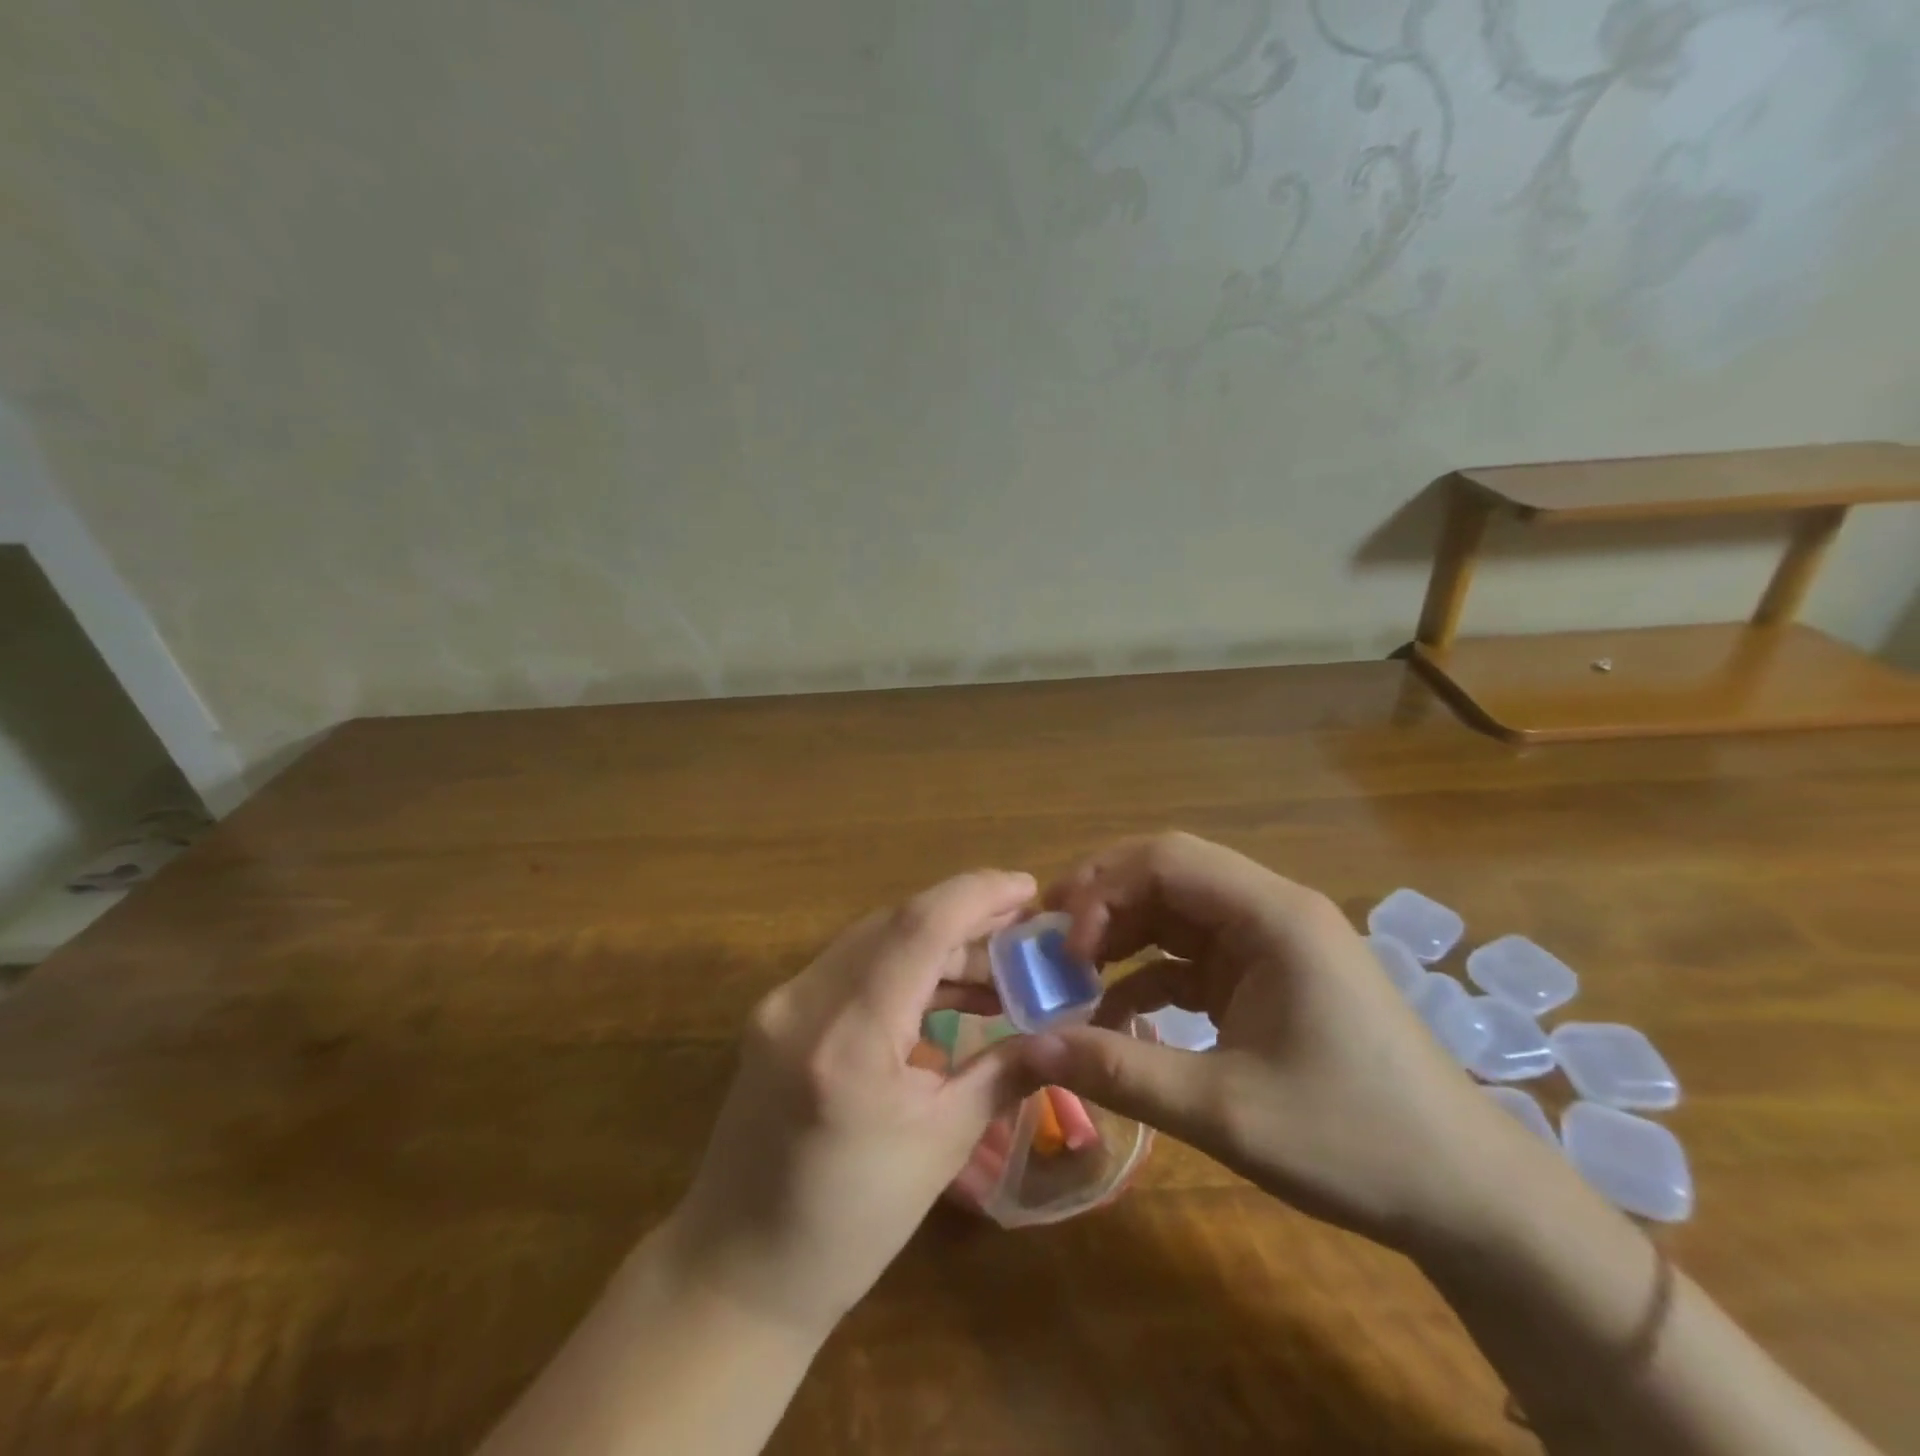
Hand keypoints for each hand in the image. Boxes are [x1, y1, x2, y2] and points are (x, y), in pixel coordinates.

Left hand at [661, 870, 1038, 1334]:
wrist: (738, 1270)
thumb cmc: (849, 1224)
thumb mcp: (940, 1146)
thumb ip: (1003, 1072)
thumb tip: (1059, 1034)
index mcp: (848, 1038)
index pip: (918, 927)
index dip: (977, 894)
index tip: (1029, 887)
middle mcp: (805, 1001)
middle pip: (896, 924)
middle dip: (965, 918)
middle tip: (1023, 932)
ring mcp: (782, 1003)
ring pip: (873, 940)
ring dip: (935, 945)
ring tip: (997, 970)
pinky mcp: (777, 1012)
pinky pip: (851, 967)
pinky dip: (902, 968)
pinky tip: (945, 992)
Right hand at [1021, 833, 1523, 1249]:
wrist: (1466, 1196)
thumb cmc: (1353, 1142)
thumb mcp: (1224, 1111)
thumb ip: (1120, 1072)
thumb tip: (1028, 1051)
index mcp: (1272, 916)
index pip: (1167, 860)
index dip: (1102, 889)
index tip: (1064, 949)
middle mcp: (1272, 911)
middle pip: (1168, 873)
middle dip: (1103, 902)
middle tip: (1049, 945)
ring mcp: (1272, 943)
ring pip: (1176, 911)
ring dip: (1121, 935)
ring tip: (1071, 975)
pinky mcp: (1270, 976)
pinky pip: (1193, 955)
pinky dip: (1149, 973)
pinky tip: (1115, 1013)